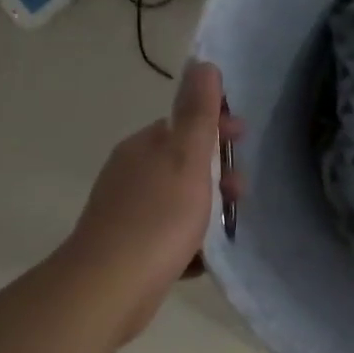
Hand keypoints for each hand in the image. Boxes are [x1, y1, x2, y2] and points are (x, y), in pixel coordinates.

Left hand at [59, 61, 244, 340]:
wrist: (109, 287)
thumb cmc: (157, 217)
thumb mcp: (187, 158)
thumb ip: (198, 113)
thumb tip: (202, 64)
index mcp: (143, 148)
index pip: (184, 124)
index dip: (217, 127)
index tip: (244, 140)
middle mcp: (130, 174)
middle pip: (184, 163)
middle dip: (218, 174)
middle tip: (240, 193)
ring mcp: (126, 212)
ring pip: (179, 200)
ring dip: (208, 209)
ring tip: (226, 227)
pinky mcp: (128, 248)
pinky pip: (169, 235)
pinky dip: (190, 241)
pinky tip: (203, 257)